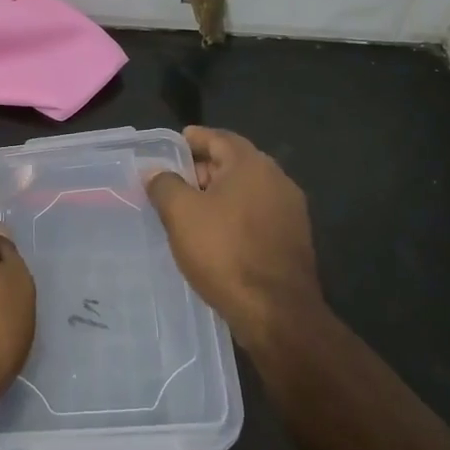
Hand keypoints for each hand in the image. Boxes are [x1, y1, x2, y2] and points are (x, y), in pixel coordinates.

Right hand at [146, 126, 325, 354]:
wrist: (277, 311)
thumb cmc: (225, 252)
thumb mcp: (181, 214)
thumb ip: (165, 185)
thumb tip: (156, 172)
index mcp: (251, 164)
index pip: (219, 138)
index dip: (194, 139)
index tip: (173, 144)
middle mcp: (277, 179)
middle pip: (234, 163)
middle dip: (204, 169)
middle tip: (175, 182)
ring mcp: (290, 211)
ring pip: (247, 191)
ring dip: (219, 195)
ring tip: (191, 210)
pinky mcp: (294, 239)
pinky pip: (258, 215)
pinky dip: (235, 216)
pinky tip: (217, 235)